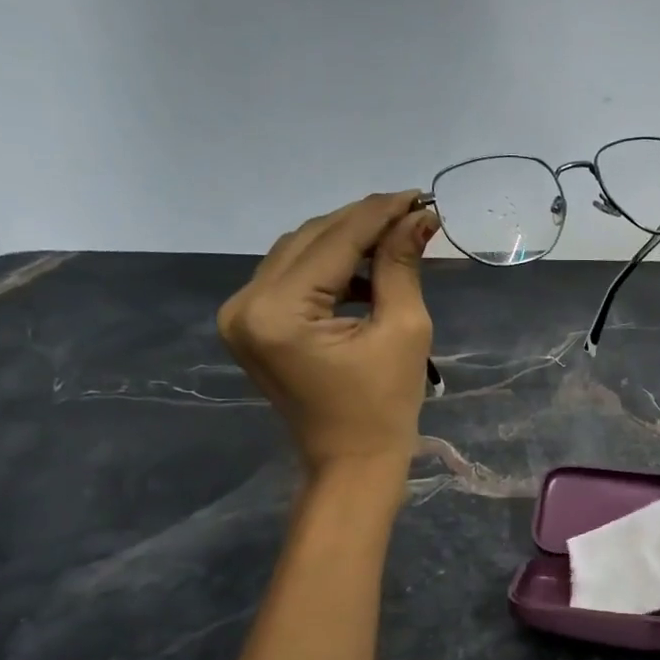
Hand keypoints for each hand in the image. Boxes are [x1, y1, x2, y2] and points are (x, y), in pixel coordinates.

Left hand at [217, 192, 437, 475]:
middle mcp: (245, 304)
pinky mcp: (250, 325)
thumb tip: (418, 218)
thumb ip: (401, 266)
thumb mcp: (403, 330)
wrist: (351, 463)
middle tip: (411, 213)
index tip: (418, 196)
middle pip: (309, 239)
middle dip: (362, 223)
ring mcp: (241, 315)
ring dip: (345, 242)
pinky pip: (291, 277)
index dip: (379, 214)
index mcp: (278, 312)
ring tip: (394, 240)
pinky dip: (328, 268)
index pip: (333, 241)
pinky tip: (365, 272)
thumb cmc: (385, 407)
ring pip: (298, 253)